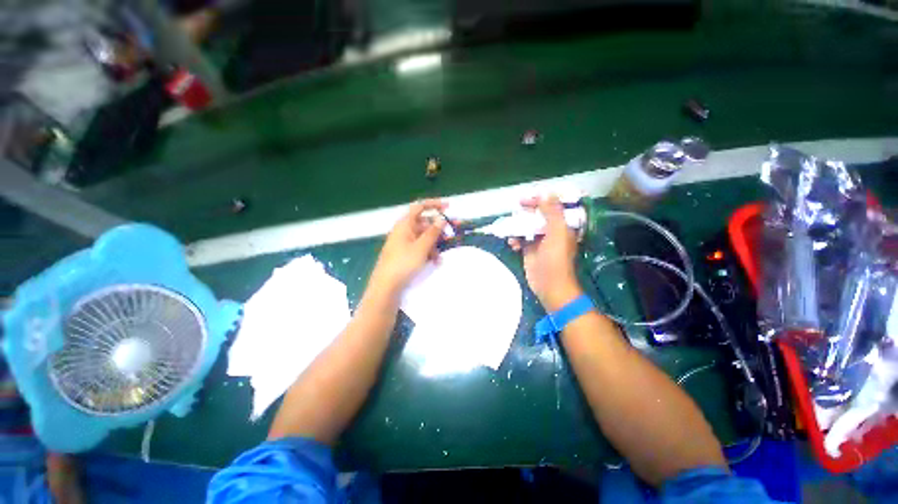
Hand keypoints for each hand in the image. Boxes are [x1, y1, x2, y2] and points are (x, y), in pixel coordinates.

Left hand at [368, 199, 446, 299]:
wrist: (387, 285)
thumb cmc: (403, 263)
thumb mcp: (421, 247)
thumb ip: (433, 232)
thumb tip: (441, 219)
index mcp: (405, 224)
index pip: (419, 207)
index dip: (434, 205)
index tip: (448, 207)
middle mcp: (404, 230)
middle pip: (424, 224)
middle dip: (439, 230)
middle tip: (453, 234)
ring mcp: (404, 242)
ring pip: (424, 237)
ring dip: (434, 245)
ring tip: (440, 257)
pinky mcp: (405, 253)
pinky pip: (420, 247)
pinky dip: (428, 252)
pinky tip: (434, 262)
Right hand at [508, 195, 581, 311]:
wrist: (550, 286)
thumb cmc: (556, 259)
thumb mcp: (557, 233)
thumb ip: (552, 212)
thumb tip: (545, 193)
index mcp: (562, 226)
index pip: (551, 207)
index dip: (540, 200)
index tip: (526, 199)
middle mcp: (551, 231)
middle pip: (538, 216)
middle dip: (526, 213)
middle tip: (516, 210)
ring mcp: (539, 241)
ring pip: (527, 227)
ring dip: (518, 227)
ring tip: (512, 230)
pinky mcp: (529, 251)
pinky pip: (520, 240)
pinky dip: (515, 239)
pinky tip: (512, 244)